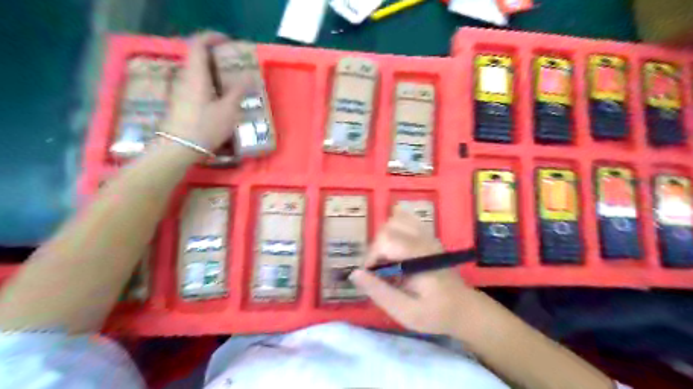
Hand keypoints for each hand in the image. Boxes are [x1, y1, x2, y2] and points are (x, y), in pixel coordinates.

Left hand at [164, 32, 247, 150]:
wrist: (178, 149)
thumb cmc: (205, 126)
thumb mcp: (228, 110)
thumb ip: (239, 92)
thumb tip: (250, 78)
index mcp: (196, 75)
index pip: (198, 44)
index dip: (211, 37)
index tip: (227, 41)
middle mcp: (185, 78)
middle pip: (197, 57)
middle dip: (215, 55)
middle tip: (233, 63)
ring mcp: (181, 91)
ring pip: (196, 72)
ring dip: (212, 71)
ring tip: (230, 81)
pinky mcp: (181, 103)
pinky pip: (195, 84)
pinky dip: (208, 83)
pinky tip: (220, 97)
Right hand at [352, 209, 470, 333]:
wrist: (464, 309)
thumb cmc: (435, 314)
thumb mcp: (406, 312)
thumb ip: (379, 292)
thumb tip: (354, 273)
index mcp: (419, 256)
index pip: (386, 240)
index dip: (372, 256)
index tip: (372, 277)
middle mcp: (423, 240)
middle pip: (388, 227)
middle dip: (377, 248)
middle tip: (379, 271)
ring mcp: (427, 236)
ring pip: (396, 219)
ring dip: (384, 237)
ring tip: (387, 259)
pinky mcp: (428, 237)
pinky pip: (407, 220)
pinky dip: (395, 229)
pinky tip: (396, 249)